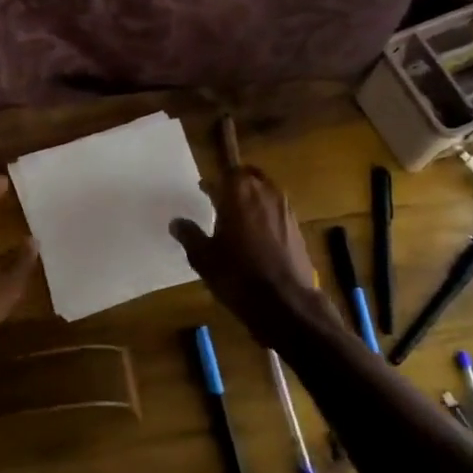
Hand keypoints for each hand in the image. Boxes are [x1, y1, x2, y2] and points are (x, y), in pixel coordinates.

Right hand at [170, 166, 328, 344]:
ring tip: (236, 216)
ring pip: (266, 192)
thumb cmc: (238, 275)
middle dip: (234, 184)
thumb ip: (189, 235)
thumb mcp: (203, 257)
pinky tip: (255, 235)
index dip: (214, 179)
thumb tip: (176, 222)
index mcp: (239, 193)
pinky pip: (277, 211)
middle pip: (249, 177)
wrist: (285, 302)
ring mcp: (285, 210)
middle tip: (219, 197)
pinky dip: (265, 215)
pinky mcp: (296, 229)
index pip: (227, 170)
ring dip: (251, 198)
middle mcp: (265, 193)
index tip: (203, 188)